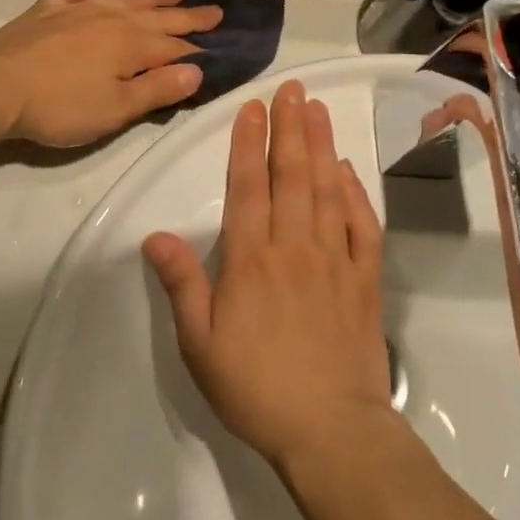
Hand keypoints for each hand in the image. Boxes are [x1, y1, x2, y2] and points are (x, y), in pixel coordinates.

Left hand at [0, 0, 221, 146]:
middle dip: (187, 15)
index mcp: (131, 46)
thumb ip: (156, 90)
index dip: (198, 47)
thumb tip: (197, 70)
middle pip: (157, 17)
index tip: (220, 43)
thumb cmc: (59, 106)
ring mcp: (79, 10)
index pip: (174, 47)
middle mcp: (112, 20)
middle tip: (215, 10)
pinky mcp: (49, 9)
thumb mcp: (115, 110)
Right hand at [144, 81, 389, 469]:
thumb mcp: (200, 344)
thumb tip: (155, 236)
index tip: (253, 108)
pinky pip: (362, 225)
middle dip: (290, 127)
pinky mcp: (364, 279)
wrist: (330, 431)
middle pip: (292, 175)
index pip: (248, 186)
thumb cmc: (256, 388)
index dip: (248, 142)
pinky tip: (349, 171)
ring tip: (318, 110)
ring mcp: (334, 259)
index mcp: (251, 259)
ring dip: (322, 146)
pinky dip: (356, 193)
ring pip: (328, 189)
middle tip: (292, 89)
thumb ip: (182, 284)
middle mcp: (294, 246)